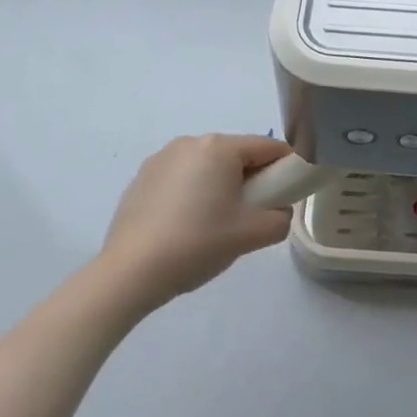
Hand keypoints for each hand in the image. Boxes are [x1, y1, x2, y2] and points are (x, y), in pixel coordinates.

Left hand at [98, 135, 293, 314]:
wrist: (129, 274)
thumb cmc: (196, 245)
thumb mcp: (252, 235)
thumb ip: (281, 218)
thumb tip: (280, 210)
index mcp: (219, 147)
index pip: (268, 147)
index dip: (285, 168)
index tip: (288, 194)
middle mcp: (190, 142)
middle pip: (236, 155)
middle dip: (250, 180)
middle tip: (251, 216)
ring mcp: (161, 158)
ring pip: (207, 166)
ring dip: (220, 186)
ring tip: (214, 226)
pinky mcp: (141, 178)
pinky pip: (181, 178)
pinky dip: (191, 194)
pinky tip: (184, 228)